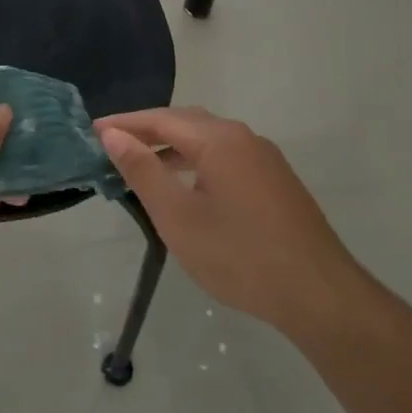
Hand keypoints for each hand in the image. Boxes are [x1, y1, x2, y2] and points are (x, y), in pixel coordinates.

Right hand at [96, 108, 357, 334]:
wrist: (318, 294)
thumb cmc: (239, 255)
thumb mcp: (178, 216)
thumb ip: (143, 171)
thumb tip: (114, 136)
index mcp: (219, 139)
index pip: (161, 118)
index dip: (125, 124)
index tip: (93, 131)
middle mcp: (244, 138)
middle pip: (187, 122)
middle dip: (148, 130)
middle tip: (113, 143)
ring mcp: (265, 159)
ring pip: (209, 140)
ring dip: (173, 146)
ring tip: (142, 164)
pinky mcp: (276, 182)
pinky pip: (226, 157)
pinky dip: (196, 161)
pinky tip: (186, 187)